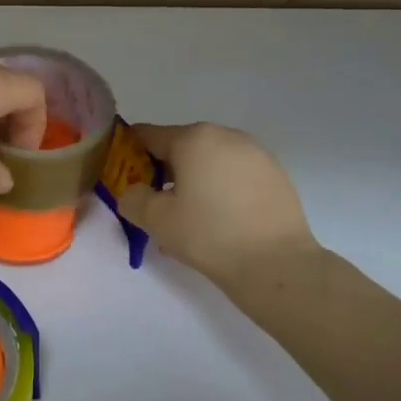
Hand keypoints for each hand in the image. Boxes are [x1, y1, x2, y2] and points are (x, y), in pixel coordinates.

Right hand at [117, 123, 318, 281]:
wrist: (277, 265)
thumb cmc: (209, 235)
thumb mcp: (156, 220)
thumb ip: (132, 199)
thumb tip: (134, 192)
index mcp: (194, 138)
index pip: (148, 135)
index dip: (129, 154)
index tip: (123, 180)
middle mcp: (226, 136)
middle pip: (181, 147)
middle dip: (163, 173)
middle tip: (156, 207)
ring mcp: (256, 154)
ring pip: (210, 163)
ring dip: (193, 183)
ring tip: (188, 221)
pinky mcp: (276, 175)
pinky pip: (235, 176)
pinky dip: (220, 191)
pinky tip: (219, 224)